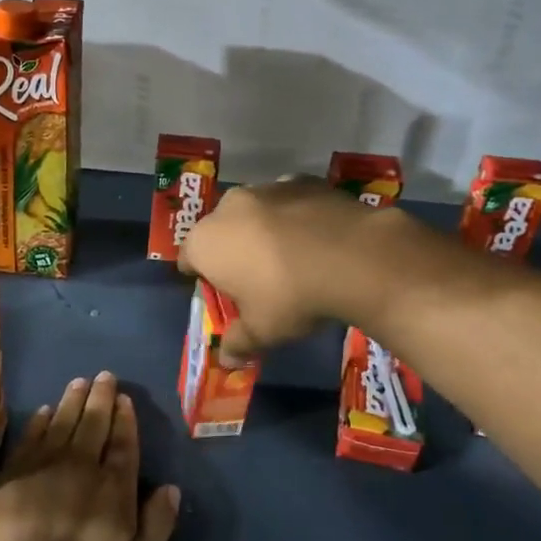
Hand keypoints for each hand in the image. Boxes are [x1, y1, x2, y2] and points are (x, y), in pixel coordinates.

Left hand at [0, 372, 180, 540]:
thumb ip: (157, 524)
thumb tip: (172, 488)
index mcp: (113, 487)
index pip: (123, 443)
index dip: (125, 419)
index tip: (124, 399)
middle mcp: (81, 466)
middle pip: (93, 424)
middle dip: (101, 398)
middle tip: (104, 376)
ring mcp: (45, 466)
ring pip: (62, 422)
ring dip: (72, 400)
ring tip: (79, 381)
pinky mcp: (14, 473)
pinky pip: (31, 436)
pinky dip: (40, 421)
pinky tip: (45, 411)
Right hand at [178, 177, 383, 363]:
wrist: (353, 256)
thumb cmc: (290, 297)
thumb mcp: (262, 331)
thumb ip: (239, 343)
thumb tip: (227, 360)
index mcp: (205, 242)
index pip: (187, 258)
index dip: (200, 276)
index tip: (217, 291)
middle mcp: (227, 207)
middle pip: (219, 230)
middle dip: (230, 249)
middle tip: (253, 276)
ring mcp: (266, 188)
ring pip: (253, 212)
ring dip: (261, 229)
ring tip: (288, 255)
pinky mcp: (303, 180)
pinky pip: (288, 201)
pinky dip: (294, 215)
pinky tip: (315, 236)